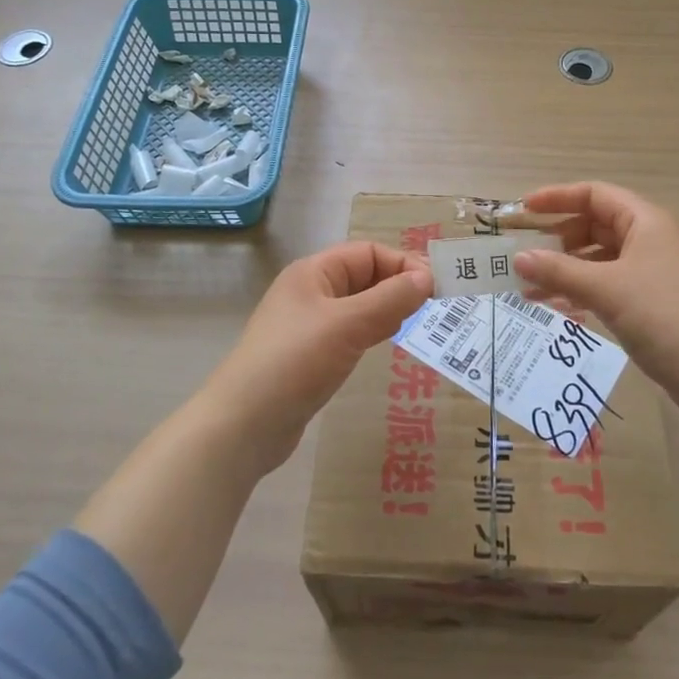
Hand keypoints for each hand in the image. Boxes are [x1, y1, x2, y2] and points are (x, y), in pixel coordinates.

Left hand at [204, 240, 432, 472]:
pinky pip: (350, 333)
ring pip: (359, 306)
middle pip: (364, 276)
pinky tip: (388, 344)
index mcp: (313, 273)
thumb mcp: (347, 325)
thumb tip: (427, 278)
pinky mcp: (311, 356)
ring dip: (389, 310)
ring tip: (420, 323)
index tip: (436, 287)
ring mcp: (309, 325)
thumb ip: (390, 299)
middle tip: (436, 306)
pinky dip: (373, 332)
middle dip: (399, 286)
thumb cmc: (295, 362)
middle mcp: (311, 292)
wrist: (242, 425)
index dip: (403, 264)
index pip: (368, 253)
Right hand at [516, 181, 678, 421]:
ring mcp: (647, 271)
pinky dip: (579, 291)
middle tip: (523, 257)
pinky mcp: (646, 300)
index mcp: (643, 221)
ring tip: (528, 289)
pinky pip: (604, 284)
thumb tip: (518, 258)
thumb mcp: (605, 289)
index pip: (594, 195)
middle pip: (592, 226)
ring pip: (596, 259)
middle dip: (556, 240)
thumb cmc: (661, 316)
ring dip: (563, 270)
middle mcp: (646, 239)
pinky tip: (555, 308)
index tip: (524, 210)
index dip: (557, 197)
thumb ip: (558, 271)